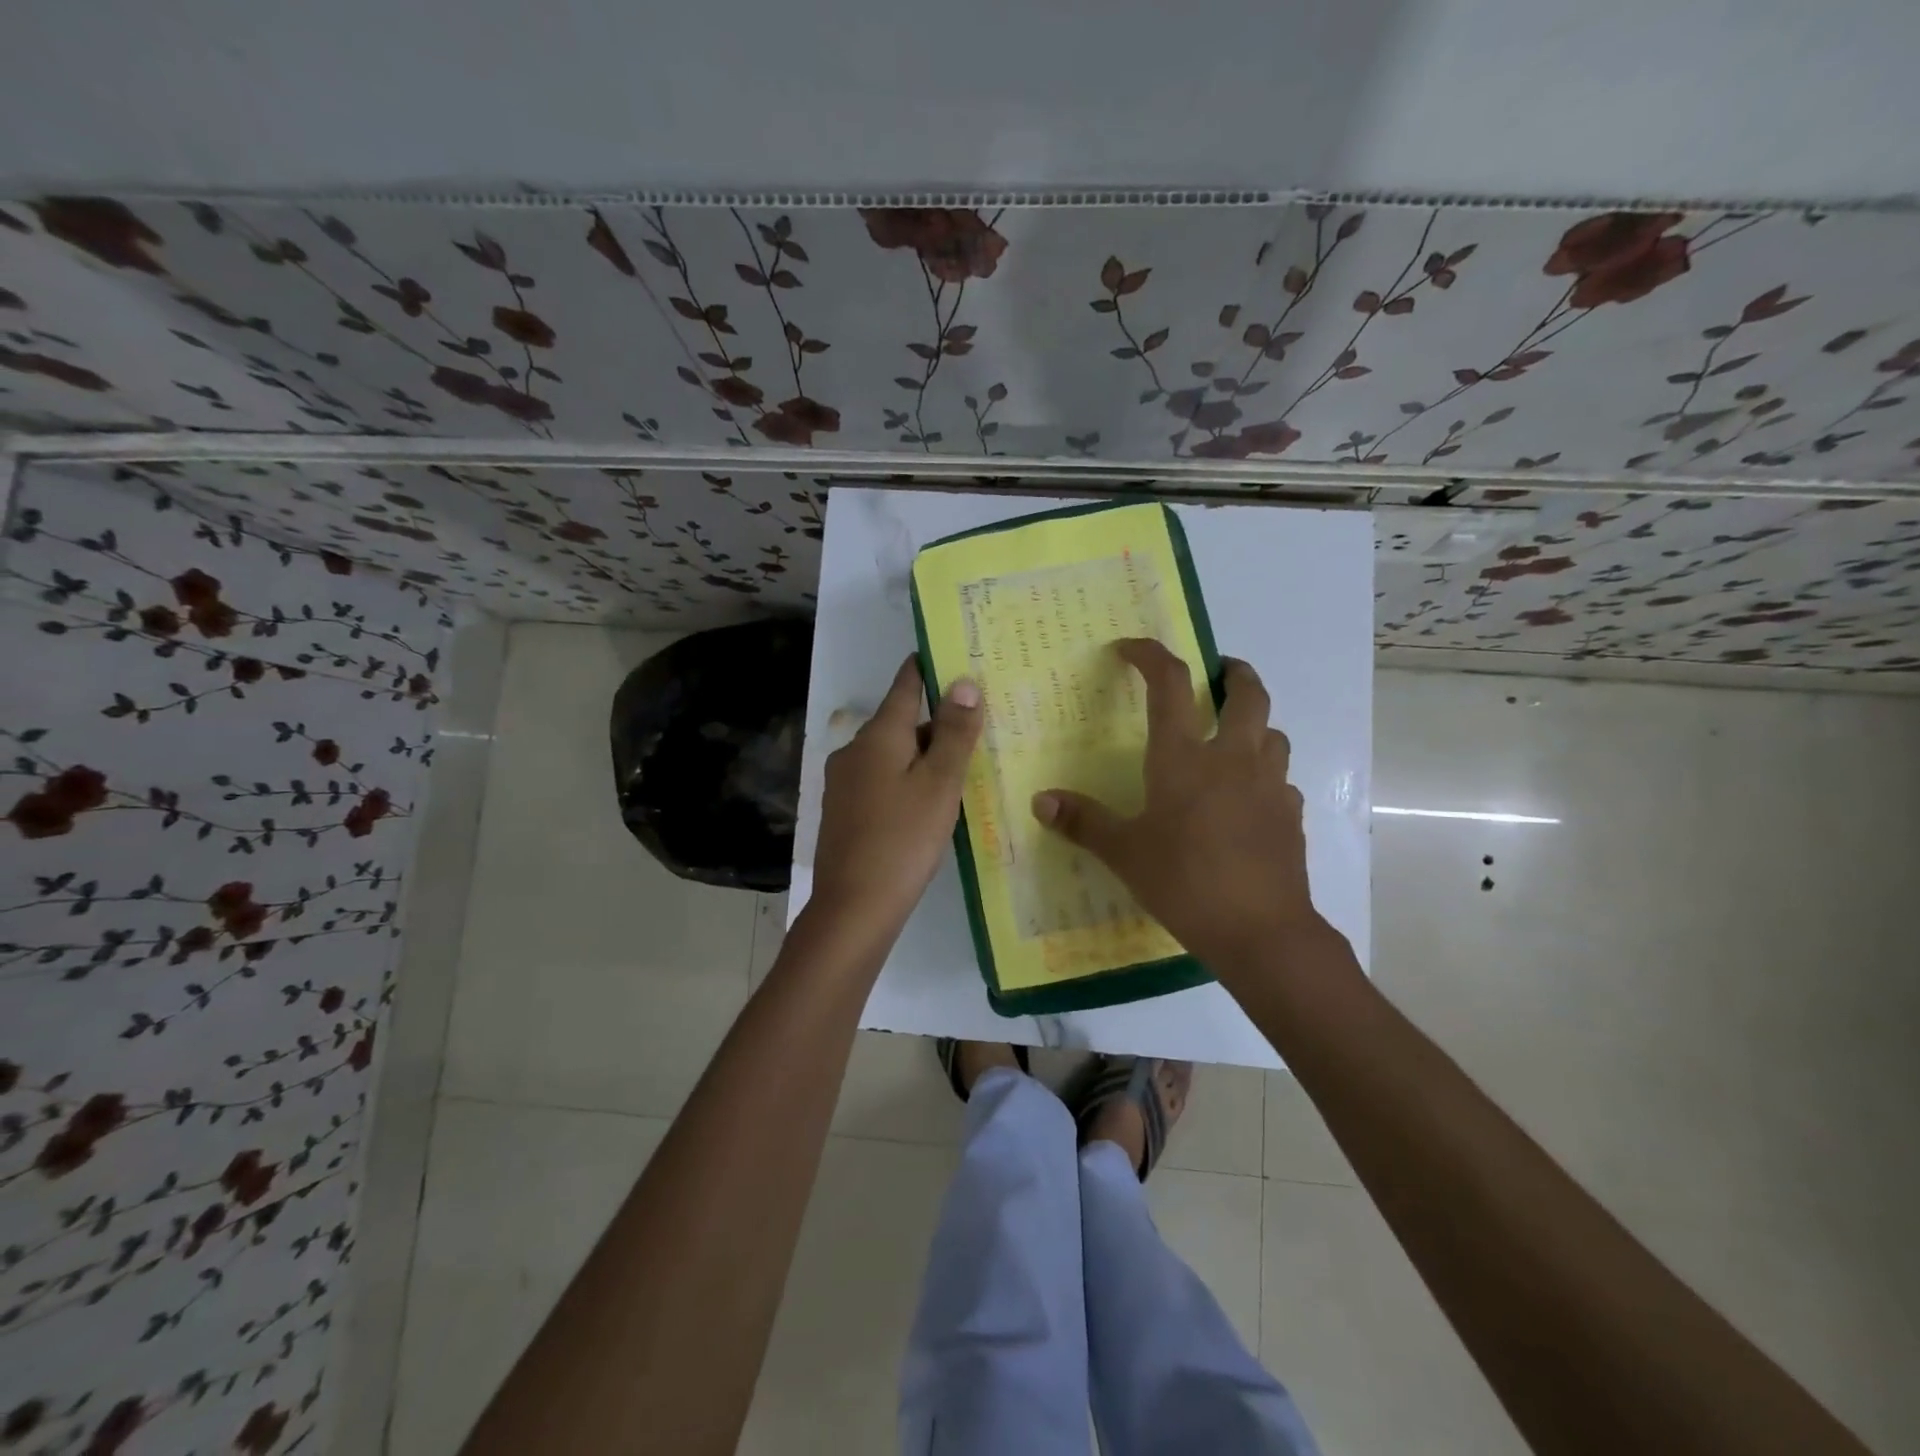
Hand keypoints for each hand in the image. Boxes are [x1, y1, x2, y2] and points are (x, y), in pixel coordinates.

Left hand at [809, 655, 982, 937]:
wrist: (853, 908)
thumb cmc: (903, 839)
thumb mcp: (939, 784)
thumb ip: (953, 733)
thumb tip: (962, 682)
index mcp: (877, 736)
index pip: (905, 686)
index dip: (927, 668)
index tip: (952, 656)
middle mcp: (854, 751)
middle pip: (901, 723)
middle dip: (936, 722)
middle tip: (979, 725)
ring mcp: (845, 784)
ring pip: (893, 755)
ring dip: (924, 756)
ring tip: (963, 767)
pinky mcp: (845, 812)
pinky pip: (883, 781)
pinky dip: (908, 781)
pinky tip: (930, 804)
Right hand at [1031, 638, 1330, 978]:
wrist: (1260, 930)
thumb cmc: (1183, 881)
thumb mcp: (1124, 852)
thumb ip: (1083, 822)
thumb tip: (1041, 800)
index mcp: (1183, 756)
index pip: (1169, 684)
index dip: (1150, 655)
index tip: (1129, 649)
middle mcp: (1232, 757)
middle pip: (1247, 694)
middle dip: (1233, 673)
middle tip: (1218, 672)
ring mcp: (1269, 785)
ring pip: (1272, 733)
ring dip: (1254, 724)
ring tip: (1232, 737)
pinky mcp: (1290, 816)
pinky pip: (1280, 779)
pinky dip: (1265, 774)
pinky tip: (1248, 799)